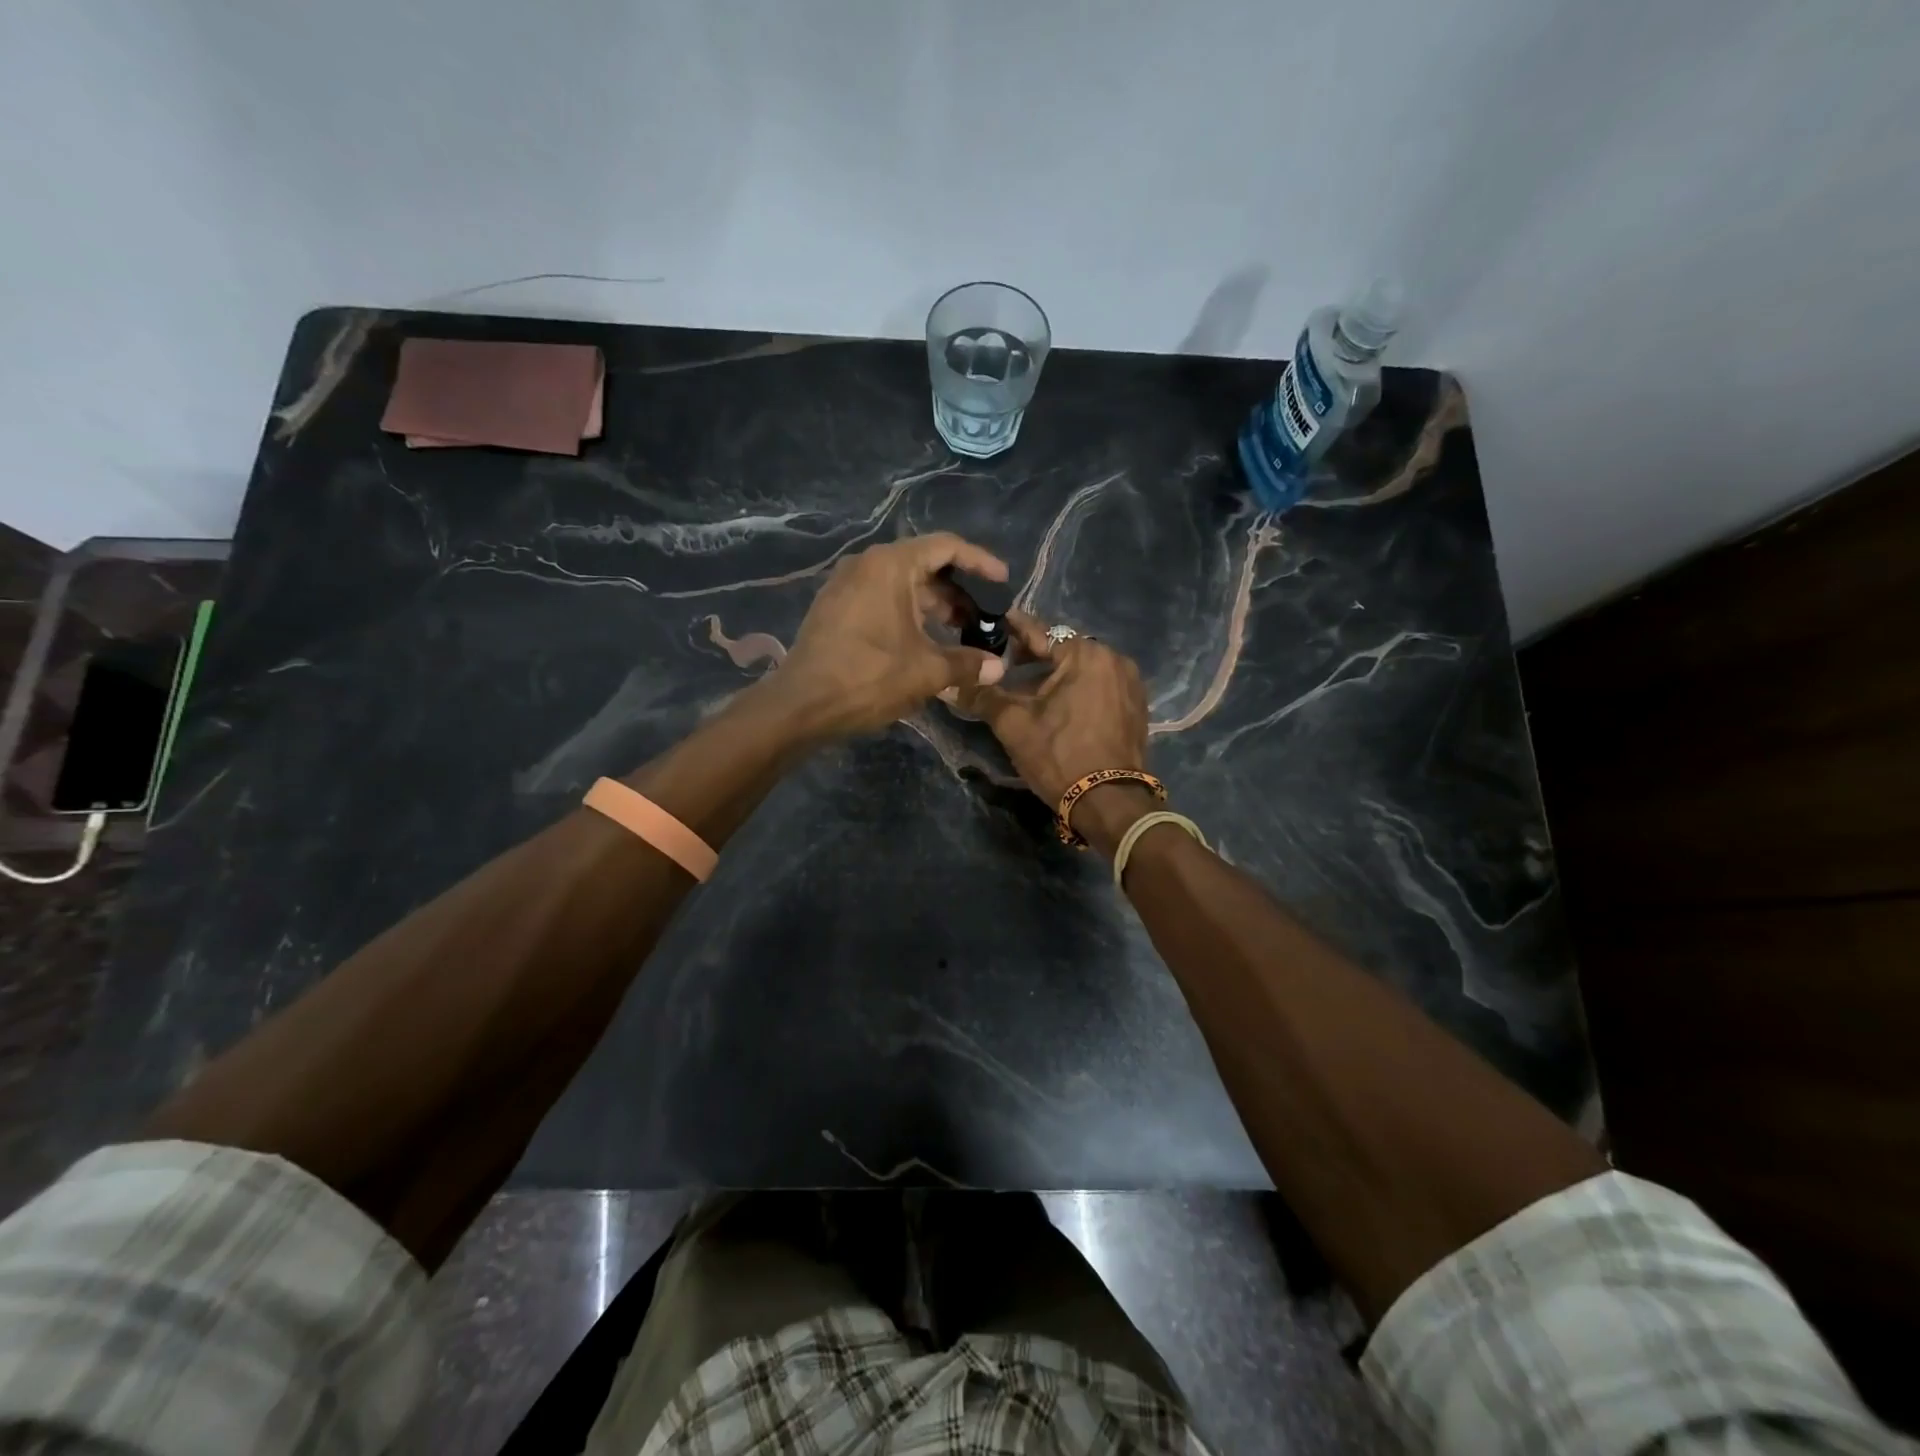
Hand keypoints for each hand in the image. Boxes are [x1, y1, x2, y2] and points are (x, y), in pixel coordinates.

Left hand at [770, 533, 1009, 737]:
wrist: (801, 705)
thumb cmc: (868, 678)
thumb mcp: (926, 671)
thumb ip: (967, 664)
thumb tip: (998, 668)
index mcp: (890, 565)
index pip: (946, 546)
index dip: (980, 561)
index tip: (1004, 582)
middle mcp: (866, 564)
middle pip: (924, 565)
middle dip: (957, 592)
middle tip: (982, 619)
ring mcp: (845, 585)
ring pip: (901, 585)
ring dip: (933, 606)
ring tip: (959, 634)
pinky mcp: (835, 608)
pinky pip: (881, 599)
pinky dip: (907, 614)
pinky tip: (923, 642)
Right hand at [955, 612, 1149, 809]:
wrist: (1109, 803)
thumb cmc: (1059, 756)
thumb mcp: (1013, 724)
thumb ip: (982, 696)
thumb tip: (949, 685)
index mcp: (1086, 654)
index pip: (1039, 631)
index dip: (1009, 628)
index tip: (988, 622)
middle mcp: (1114, 659)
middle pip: (1063, 649)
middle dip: (1031, 656)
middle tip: (1001, 664)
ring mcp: (1130, 683)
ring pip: (1081, 669)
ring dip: (1053, 675)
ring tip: (1024, 689)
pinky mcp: (1136, 706)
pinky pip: (1098, 686)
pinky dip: (1075, 689)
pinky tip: (1055, 706)